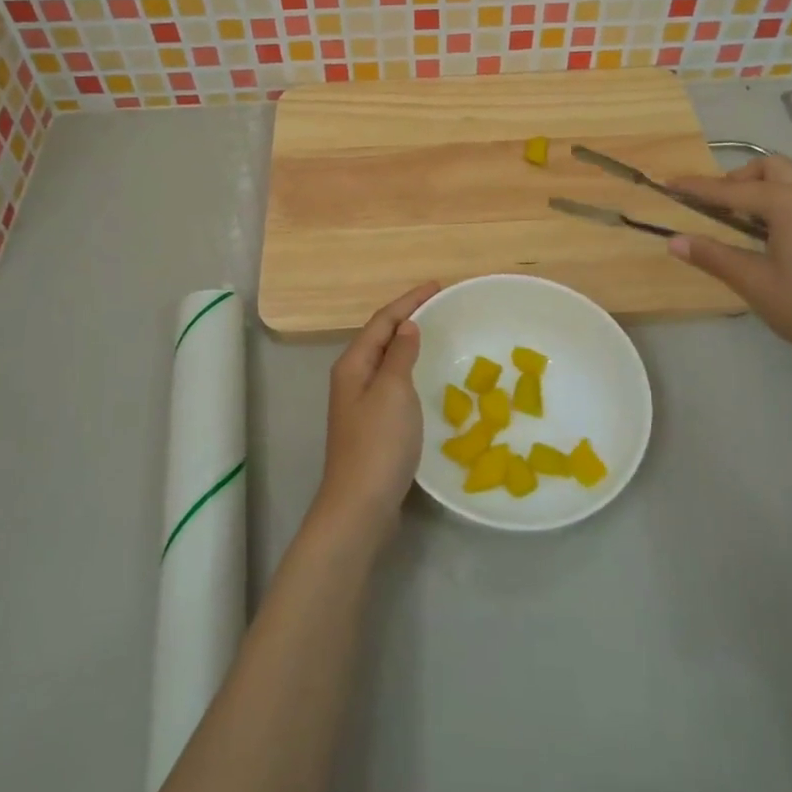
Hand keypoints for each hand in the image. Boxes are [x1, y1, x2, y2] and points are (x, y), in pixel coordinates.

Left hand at [310, 282, 438, 544]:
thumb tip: (407, 326)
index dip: (409, 300)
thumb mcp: (393, 391)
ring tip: (435, 331)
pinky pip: (392, 382)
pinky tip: (424, 376)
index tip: (438, 285)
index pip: (382, 320)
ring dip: (407, 342)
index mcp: (353, 364)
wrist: (360, 506)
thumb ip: (400, 355)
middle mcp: (352, 378)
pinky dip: (408, 368)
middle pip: (380, 336)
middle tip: (439, 304)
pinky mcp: (371, 425)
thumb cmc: (378, 443)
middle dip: (407, 316)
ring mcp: (359, 403)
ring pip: (385, 360)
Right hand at [666, 155, 791, 379]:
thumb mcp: (753, 281)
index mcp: (789, 202)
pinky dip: (780, 201)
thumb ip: (713, 256)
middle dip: (737, 179)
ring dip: (760, 188)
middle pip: (769, 167)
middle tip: (715, 205)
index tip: (670, 183)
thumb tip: (674, 241)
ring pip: (790, 179)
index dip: (698, 188)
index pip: (732, 190)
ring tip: (740, 220)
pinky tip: (770, 234)